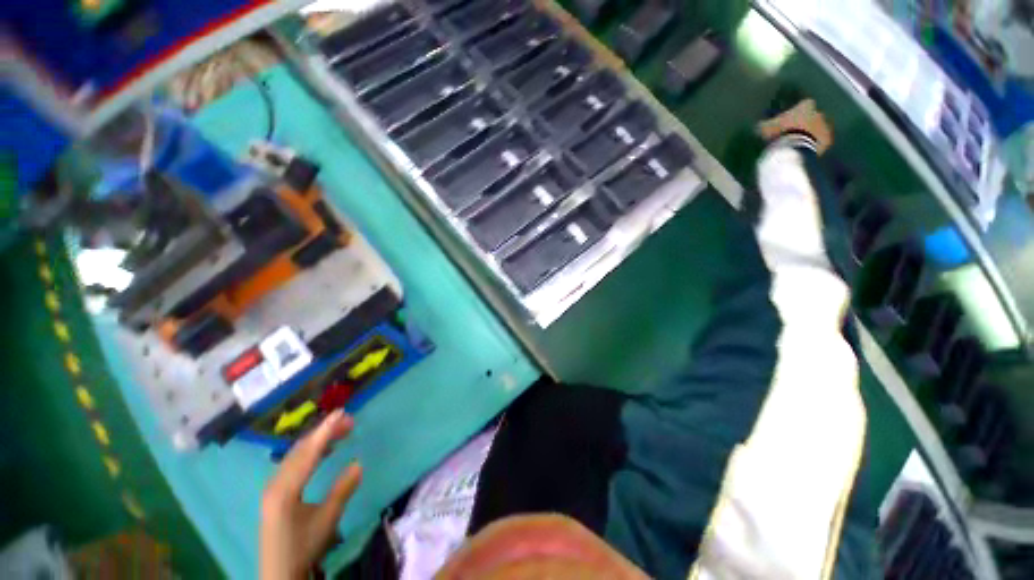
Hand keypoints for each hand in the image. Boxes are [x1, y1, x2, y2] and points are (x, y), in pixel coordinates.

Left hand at [260, 410, 362, 579]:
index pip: (308, 453)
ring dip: (318, 440)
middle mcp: (275, 483)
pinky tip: (323, 451)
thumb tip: (359, 462)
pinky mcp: (275, 492)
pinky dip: (310, 452)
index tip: (341, 413)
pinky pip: (293, 463)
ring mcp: (273, 487)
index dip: (325, 432)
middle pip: (300, 450)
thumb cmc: (303, 547)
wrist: (279, 573)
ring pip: (296, 455)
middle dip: (324, 432)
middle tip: (348, 420)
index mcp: (285, 490)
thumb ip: (342, 490)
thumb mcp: (327, 520)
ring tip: (340, 430)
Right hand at [757, 99, 832, 154]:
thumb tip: (758, 126)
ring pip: (817, 130)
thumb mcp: (767, 128)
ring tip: (797, 145)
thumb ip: (764, 125)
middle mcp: (819, 112)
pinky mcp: (827, 140)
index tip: (786, 123)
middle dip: (803, 124)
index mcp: (806, 105)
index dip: (794, 114)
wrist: (797, 145)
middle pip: (812, 117)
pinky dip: (813, 146)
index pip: (802, 106)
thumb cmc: (782, 131)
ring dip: (809, 135)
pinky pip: (820, 143)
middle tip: (792, 134)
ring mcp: (825, 126)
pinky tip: (803, 151)